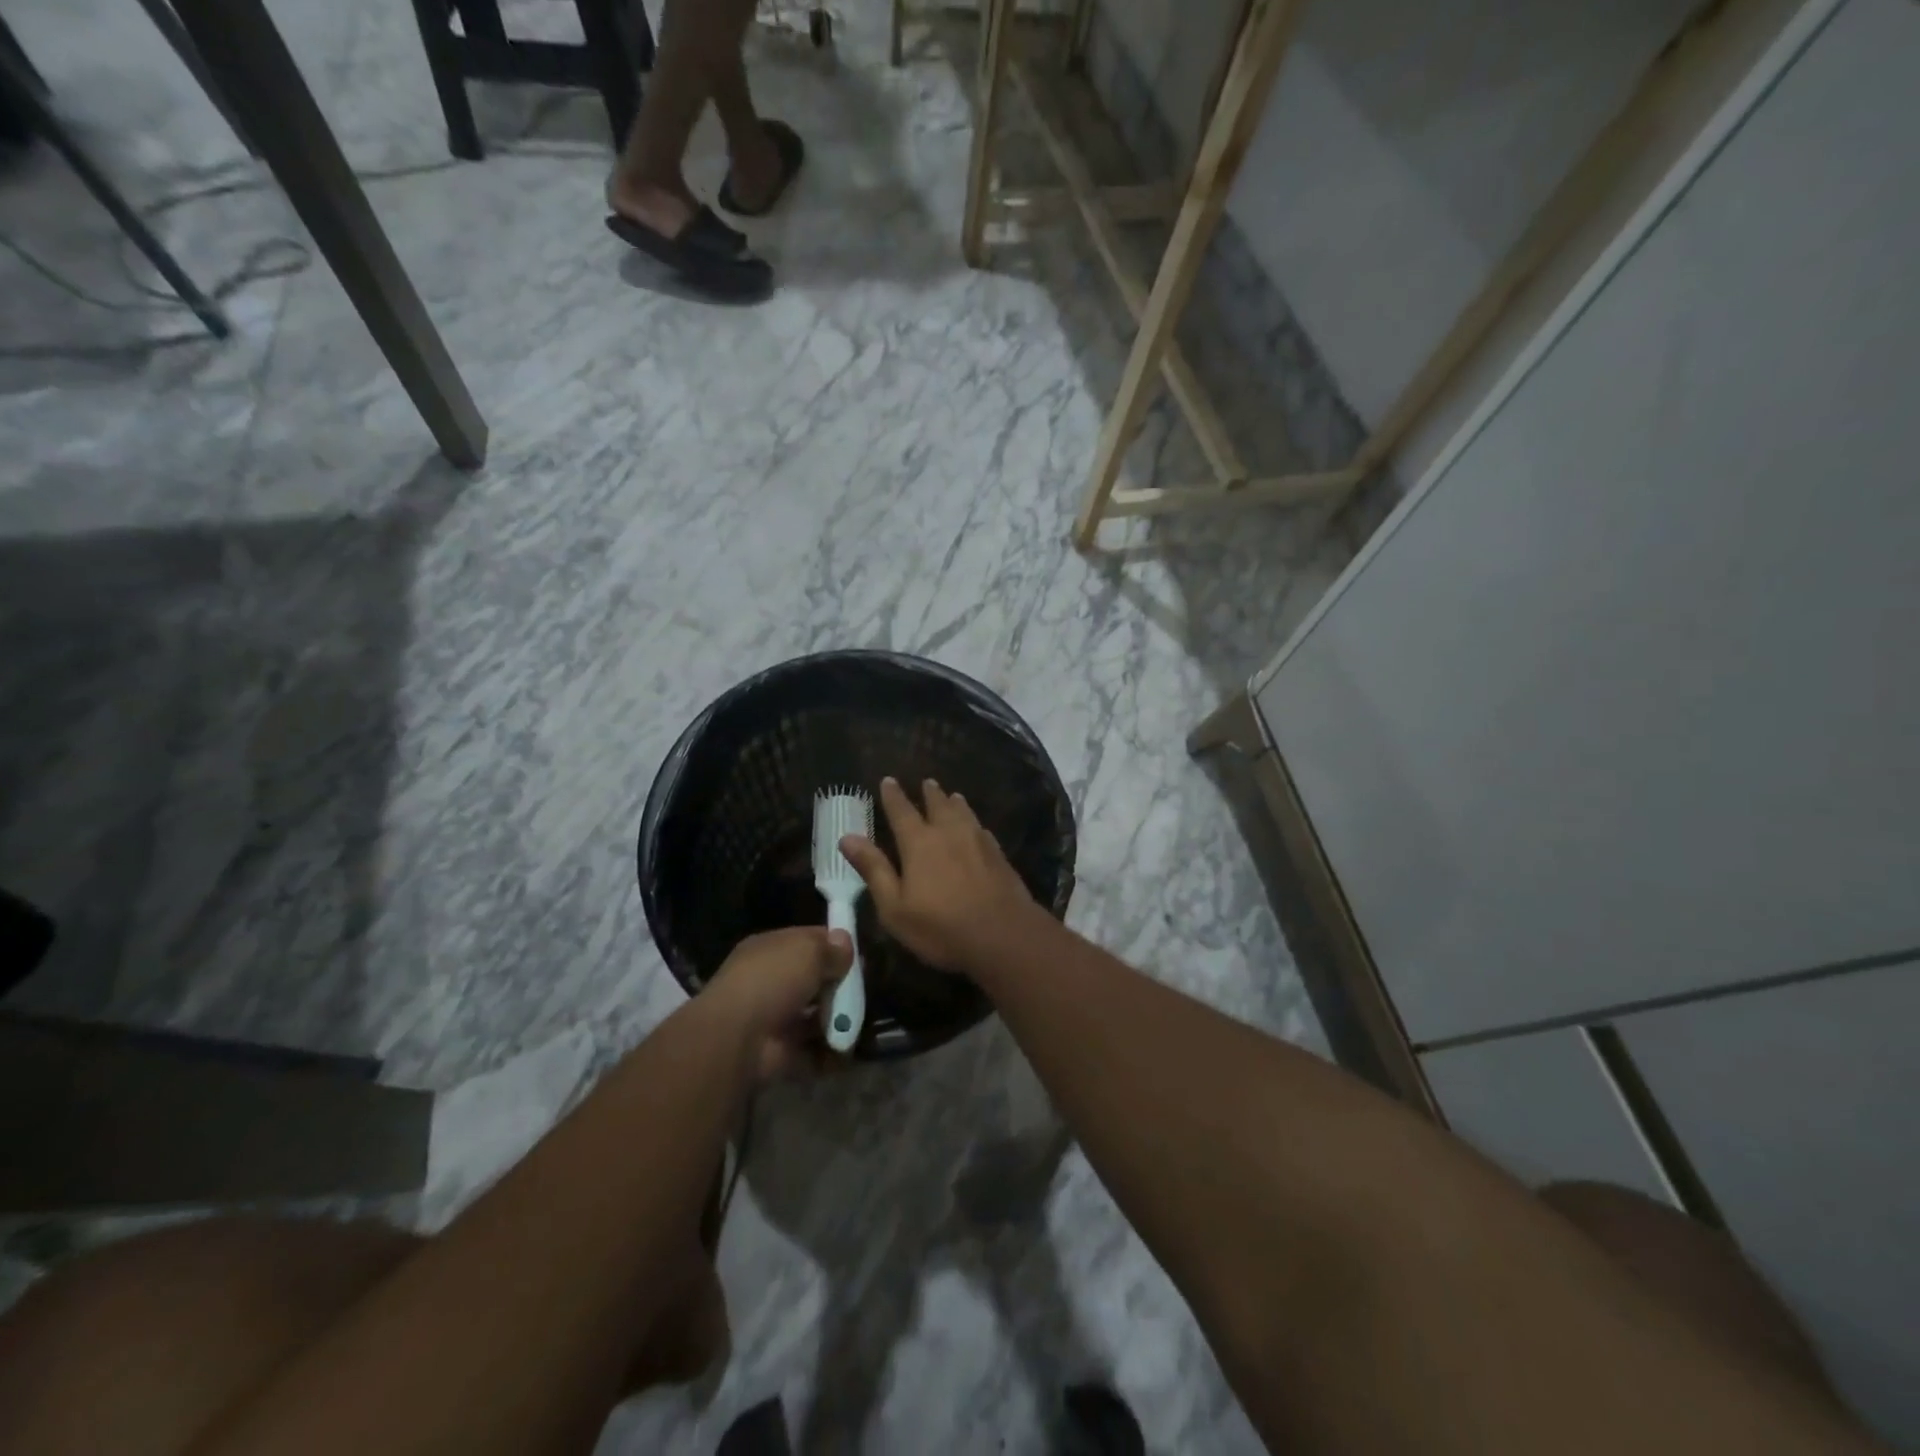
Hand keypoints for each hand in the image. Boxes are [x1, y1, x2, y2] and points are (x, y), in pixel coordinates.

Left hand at [707, 926, 851, 1079]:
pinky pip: (814, 1051)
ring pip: (816, 1016)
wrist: (738, 1038)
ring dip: (838, 1020)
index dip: (834, 946)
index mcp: (770, 950)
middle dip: (839, 986)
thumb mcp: (808, 951)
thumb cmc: (773, 980)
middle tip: (862, 991)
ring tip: (860, 1020)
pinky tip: (850, 1046)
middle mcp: (770, 983)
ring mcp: (775, 1020)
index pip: (808, 942)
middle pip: (814, 981)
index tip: (859, 955)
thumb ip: (831, 948)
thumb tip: (846, 943)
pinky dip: (832, 1052)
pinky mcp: (782, 1053)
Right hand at [839, 776, 1040, 975]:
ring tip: (953, 796)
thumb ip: (873, 869)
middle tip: (927, 782)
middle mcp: (949, 833)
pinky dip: (974, 823)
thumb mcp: (895, 906)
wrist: (1004, 935)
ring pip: (964, 813)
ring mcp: (978, 842)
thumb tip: (847, 837)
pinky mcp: (999, 855)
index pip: (902, 811)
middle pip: (938, 805)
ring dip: (955, 803)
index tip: (888, 780)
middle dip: (929, 794)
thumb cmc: (941, 926)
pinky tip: (978, 828)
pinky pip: (982, 830)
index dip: (893, 796)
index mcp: (919, 843)